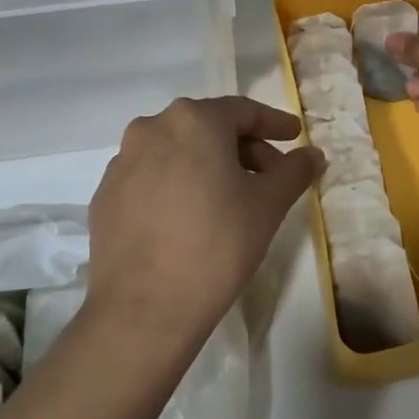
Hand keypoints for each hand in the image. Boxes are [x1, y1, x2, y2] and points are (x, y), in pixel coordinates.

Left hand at [86, 97, 322, 348]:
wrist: (144, 307)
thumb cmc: (217, 244)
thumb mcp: (268, 205)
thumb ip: (294, 171)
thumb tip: (313, 154)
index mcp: (193, 120)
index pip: (243, 111)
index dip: (273, 123)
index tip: (293, 136)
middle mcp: (152, 128)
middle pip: (208, 128)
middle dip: (243, 148)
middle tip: (269, 176)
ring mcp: (122, 162)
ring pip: (177, 151)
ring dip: (208, 165)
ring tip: (230, 198)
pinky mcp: (105, 195)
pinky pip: (151, 177)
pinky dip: (176, 185)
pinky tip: (190, 217)